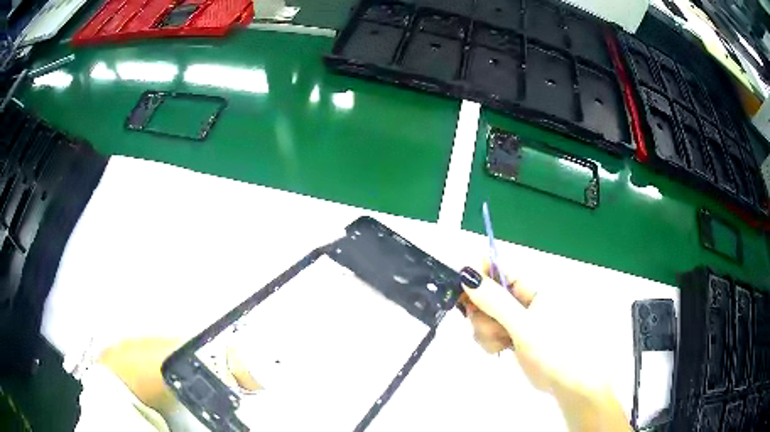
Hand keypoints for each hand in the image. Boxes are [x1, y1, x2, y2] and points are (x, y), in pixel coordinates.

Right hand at [458, 263, 629, 431]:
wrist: (570, 382)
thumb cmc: (555, 349)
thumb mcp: (524, 325)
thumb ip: (495, 301)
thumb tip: (468, 275)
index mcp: (532, 285)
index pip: (497, 267)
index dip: (478, 277)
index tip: (463, 296)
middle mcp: (523, 297)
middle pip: (486, 293)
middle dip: (482, 313)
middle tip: (492, 328)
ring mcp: (517, 317)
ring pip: (485, 315)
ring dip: (485, 330)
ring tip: (502, 343)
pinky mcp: (513, 335)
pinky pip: (490, 331)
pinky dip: (489, 340)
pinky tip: (500, 349)